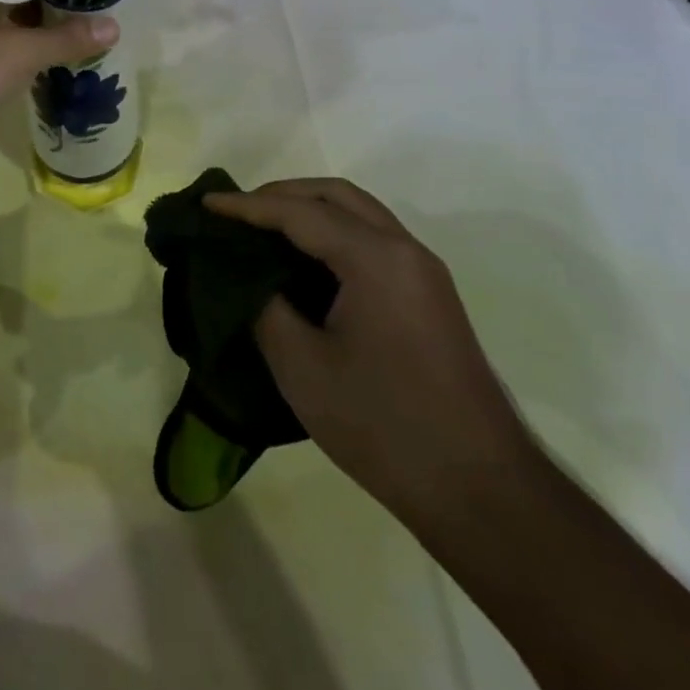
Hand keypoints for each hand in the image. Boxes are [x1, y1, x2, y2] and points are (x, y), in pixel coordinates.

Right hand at [203, 179, 534, 525]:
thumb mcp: (303, 368)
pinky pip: (373, 240)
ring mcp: (423, 271)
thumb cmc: (384, 426)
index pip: (299, 213)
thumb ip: (264, 307)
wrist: (483, 493)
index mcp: (375, 258)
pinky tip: (305, 261)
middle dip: (281, 195)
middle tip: (236, 212)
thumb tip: (243, 277)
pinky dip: (334, 233)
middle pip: (335, 196)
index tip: (205, 203)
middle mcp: (404, 249)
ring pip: (359, 213)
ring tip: (263, 229)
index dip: (246, 206)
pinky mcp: (429, 296)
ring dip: (310, 210)